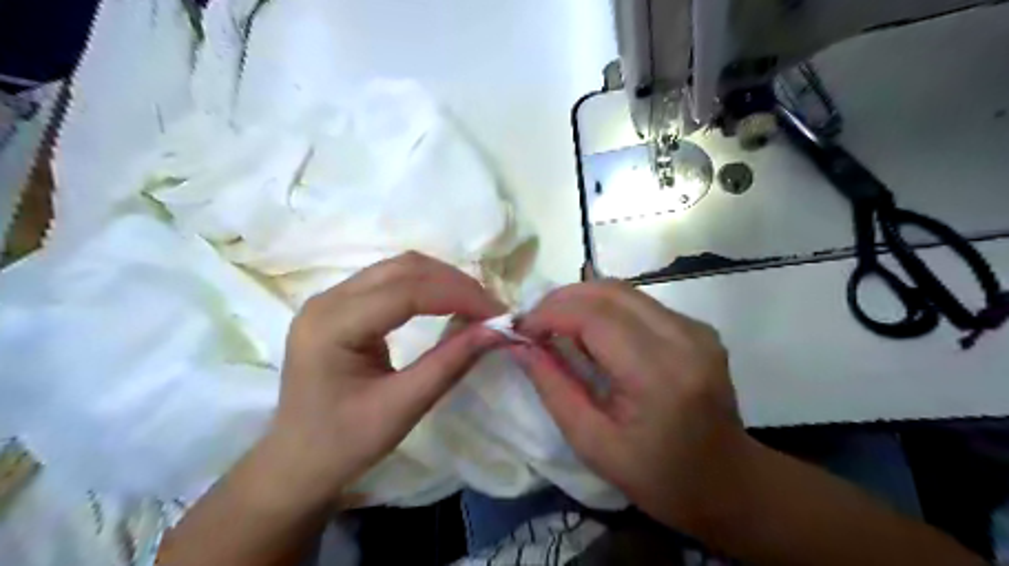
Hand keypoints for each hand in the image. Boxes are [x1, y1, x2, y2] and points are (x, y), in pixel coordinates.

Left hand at [264, 252, 509, 503]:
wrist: (296, 462)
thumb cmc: (344, 444)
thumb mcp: (402, 408)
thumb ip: (450, 363)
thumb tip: (497, 331)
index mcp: (332, 325)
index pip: (406, 291)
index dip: (458, 296)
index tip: (498, 314)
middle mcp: (327, 300)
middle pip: (403, 268)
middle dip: (454, 284)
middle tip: (491, 309)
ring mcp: (331, 299)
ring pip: (399, 268)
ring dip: (443, 281)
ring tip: (476, 305)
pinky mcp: (341, 306)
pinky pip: (391, 281)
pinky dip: (427, 287)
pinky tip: (447, 303)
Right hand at [513, 282, 748, 532]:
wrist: (729, 483)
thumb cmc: (658, 477)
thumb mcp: (593, 443)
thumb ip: (553, 387)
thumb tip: (520, 345)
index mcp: (660, 374)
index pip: (595, 317)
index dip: (550, 314)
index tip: (520, 329)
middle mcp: (684, 338)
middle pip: (610, 292)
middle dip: (562, 300)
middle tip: (534, 323)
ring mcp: (696, 329)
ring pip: (625, 291)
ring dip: (582, 302)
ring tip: (556, 327)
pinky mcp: (698, 328)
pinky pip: (640, 303)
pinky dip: (606, 309)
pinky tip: (592, 335)